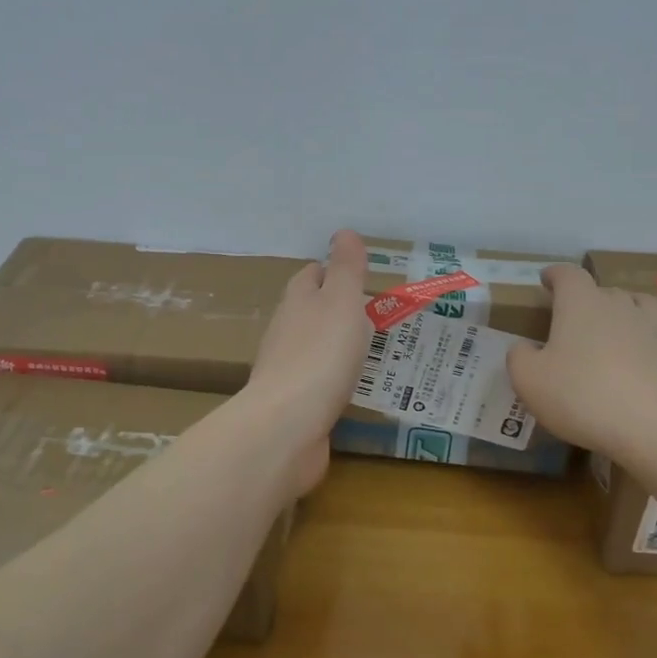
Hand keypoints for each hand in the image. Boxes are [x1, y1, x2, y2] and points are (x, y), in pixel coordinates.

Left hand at [240, 229, 373, 493]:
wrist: (287, 426)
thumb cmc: (320, 355)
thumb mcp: (342, 302)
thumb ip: (346, 269)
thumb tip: (344, 232)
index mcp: (297, 301)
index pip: (311, 275)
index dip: (332, 271)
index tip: (358, 276)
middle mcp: (286, 331)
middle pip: (308, 310)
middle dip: (334, 308)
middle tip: (371, 312)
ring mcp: (285, 370)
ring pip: (312, 347)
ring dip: (334, 344)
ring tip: (367, 348)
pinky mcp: (292, 404)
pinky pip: (315, 382)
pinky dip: (332, 378)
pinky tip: (350, 386)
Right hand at [506, 265, 656, 458]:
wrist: (647, 426)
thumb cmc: (579, 395)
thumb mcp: (528, 379)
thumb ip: (520, 358)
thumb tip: (524, 349)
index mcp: (580, 305)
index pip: (568, 276)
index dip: (555, 275)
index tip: (546, 280)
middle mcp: (619, 309)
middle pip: (606, 291)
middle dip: (590, 297)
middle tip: (577, 313)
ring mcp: (654, 334)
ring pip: (646, 306)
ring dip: (634, 305)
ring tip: (627, 310)